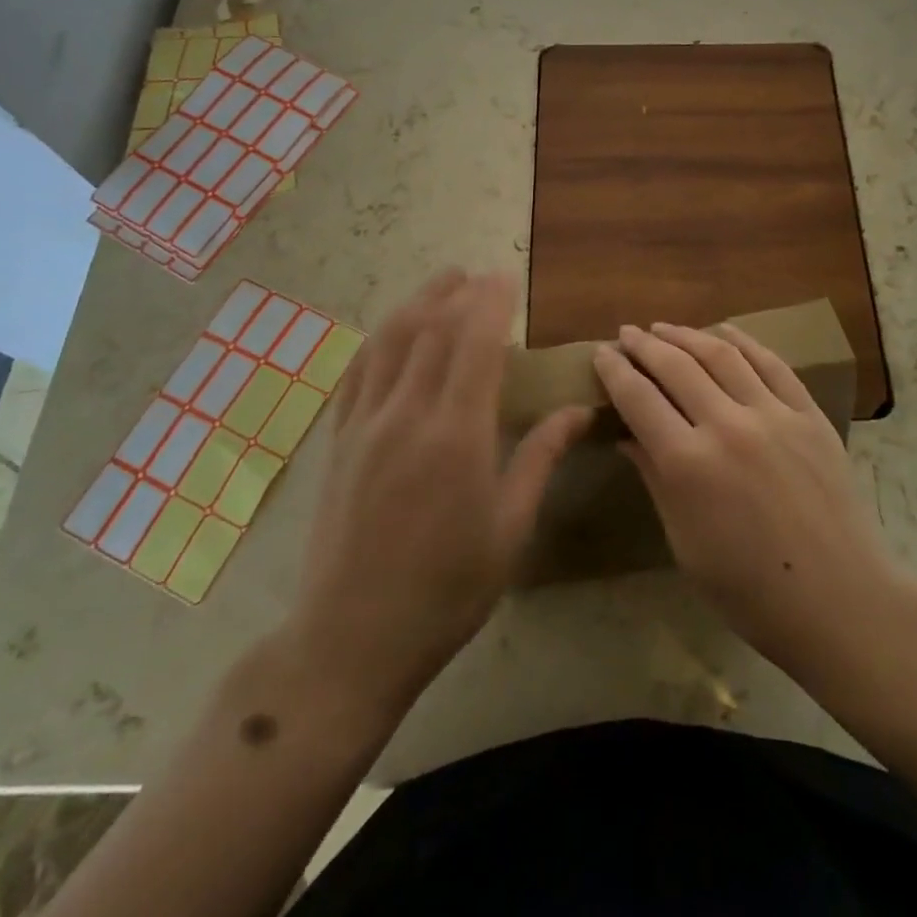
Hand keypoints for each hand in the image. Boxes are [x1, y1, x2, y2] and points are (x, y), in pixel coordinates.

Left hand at [279, 270, 590, 719]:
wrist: (351, 639)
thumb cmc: (447, 590)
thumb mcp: (509, 529)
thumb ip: (541, 458)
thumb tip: (578, 410)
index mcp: (456, 435)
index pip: (475, 343)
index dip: (491, 302)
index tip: (506, 278)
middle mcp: (407, 415)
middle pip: (432, 330)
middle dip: (458, 293)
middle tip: (480, 276)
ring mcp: (365, 425)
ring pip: (390, 340)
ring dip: (417, 303)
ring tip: (441, 283)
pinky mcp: (339, 441)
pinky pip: (358, 371)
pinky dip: (380, 338)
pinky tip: (393, 330)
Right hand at [592, 321, 905, 680]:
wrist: (839, 600)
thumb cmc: (749, 589)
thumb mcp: (684, 541)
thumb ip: (655, 479)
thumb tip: (626, 437)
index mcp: (689, 464)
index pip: (639, 398)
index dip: (615, 371)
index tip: (601, 353)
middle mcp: (728, 426)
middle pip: (676, 366)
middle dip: (645, 345)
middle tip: (626, 333)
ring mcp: (774, 415)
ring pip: (721, 354)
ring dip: (687, 335)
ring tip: (664, 328)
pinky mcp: (809, 415)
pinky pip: (771, 365)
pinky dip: (744, 342)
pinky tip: (725, 331)